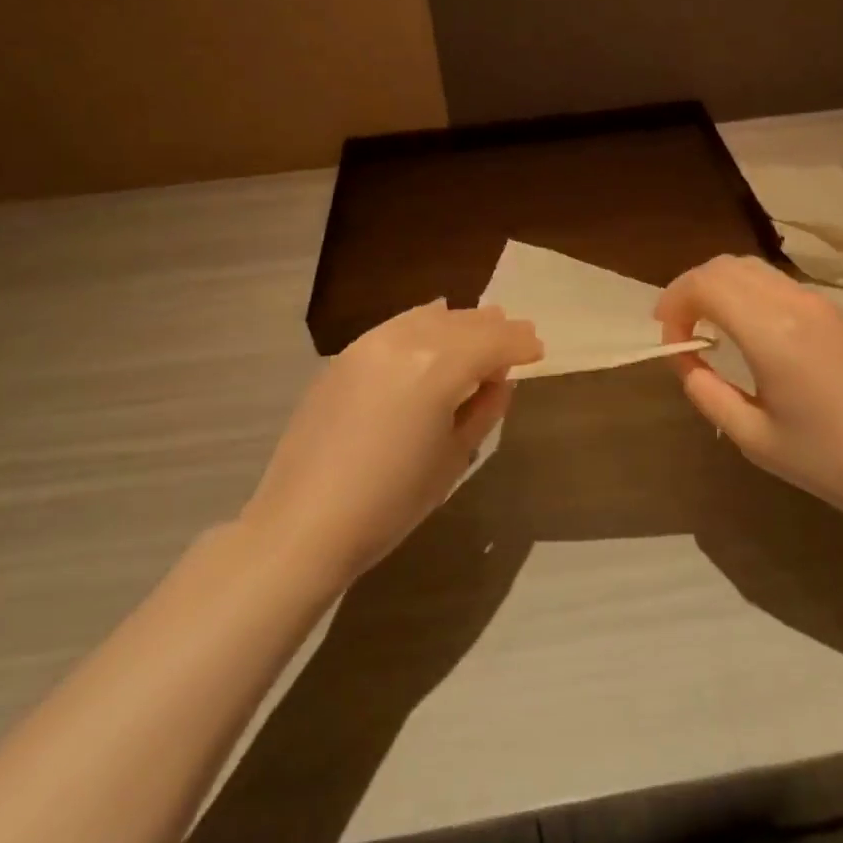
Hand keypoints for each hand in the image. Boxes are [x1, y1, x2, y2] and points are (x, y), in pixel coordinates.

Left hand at [240, 301, 541, 586]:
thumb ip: (484, 408)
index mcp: (439, 366)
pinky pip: (398, 326)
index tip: (538, 350)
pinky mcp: (345, 357)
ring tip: (481, 330)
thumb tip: (499, 380)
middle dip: (495, 329)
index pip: (494, 342)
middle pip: (463, 323)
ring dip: (461, 323)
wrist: (303, 524)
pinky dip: (425, 324)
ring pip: (429, 317)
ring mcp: (369, 344)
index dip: (520, 345)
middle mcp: (406, 340)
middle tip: (518, 337)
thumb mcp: (454, 457)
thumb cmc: (392, 501)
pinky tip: (433, 328)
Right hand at [655, 256, 842, 520]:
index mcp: (770, 331)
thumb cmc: (834, 458)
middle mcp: (794, 303)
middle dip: (691, 288)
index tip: (667, 338)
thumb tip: (687, 362)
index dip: (674, 302)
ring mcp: (820, 304)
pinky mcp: (837, 314)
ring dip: (720, 288)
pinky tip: (747, 333)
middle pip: (726, 265)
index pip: (705, 284)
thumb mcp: (756, 439)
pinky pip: (777, 284)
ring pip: (753, 269)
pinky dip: (746, 294)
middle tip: (678, 328)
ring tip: (708, 328)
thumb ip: (708, 394)